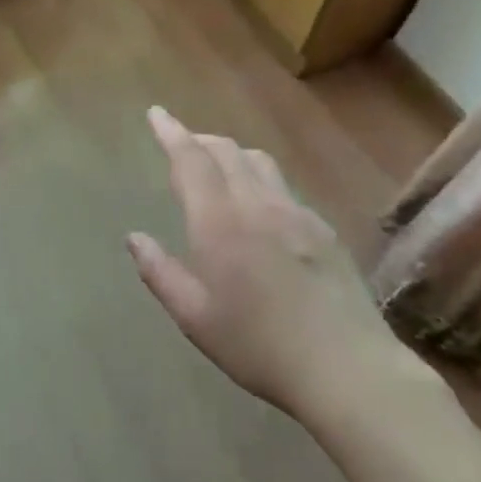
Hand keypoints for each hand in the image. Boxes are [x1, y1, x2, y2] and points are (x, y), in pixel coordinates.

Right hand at [126, 107, 410, 416]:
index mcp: (219, 220)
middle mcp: (257, 204)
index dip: (171, 132)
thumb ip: (160, 272)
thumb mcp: (195, 317)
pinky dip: (260, 180)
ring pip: (259, 163)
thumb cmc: (258, 345)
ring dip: (232, 154)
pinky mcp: (323, 230)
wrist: (346, 368)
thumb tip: (134, 238)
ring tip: (219, 167)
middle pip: (226, 151)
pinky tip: (261, 209)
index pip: (190, 159)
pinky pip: (283, 188)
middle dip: (199, 140)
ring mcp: (296, 213)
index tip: (156, 113)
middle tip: (182, 144)